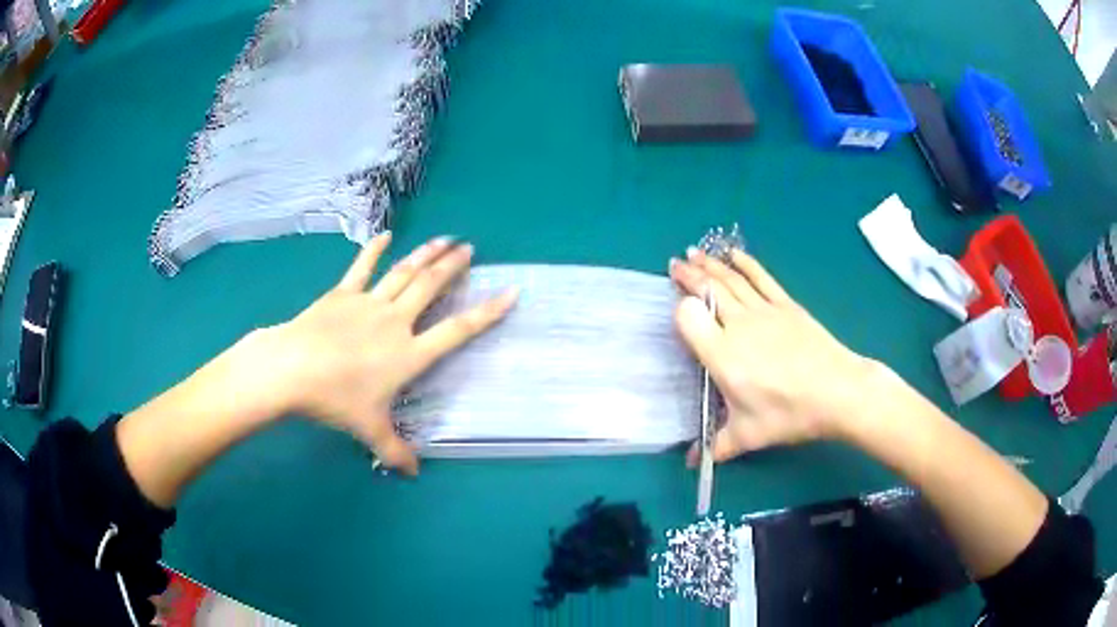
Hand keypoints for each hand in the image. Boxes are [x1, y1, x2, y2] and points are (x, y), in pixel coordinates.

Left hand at [266, 232, 517, 473]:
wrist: (293, 369)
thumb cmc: (336, 399)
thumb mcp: (369, 430)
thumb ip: (394, 451)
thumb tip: (413, 474)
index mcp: (408, 354)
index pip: (456, 330)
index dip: (486, 312)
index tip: (510, 292)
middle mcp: (395, 322)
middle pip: (430, 288)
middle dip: (452, 267)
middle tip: (470, 248)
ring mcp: (368, 303)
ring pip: (403, 273)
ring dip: (425, 254)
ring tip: (444, 238)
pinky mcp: (342, 294)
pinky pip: (362, 268)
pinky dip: (374, 250)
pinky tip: (385, 235)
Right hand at [669, 247, 878, 463]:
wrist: (837, 392)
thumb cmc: (788, 414)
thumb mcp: (748, 436)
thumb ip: (716, 446)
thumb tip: (692, 464)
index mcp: (723, 355)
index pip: (689, 318)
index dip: (680, 309)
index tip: (677, 309)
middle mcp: (738, 325)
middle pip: (708, 290)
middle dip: (689, 275)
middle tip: (675, 263)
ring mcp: (764, 311)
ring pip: (731, 280)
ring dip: (711, 264)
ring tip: (695, 253)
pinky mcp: (786, 305)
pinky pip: (761, 278)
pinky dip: (745, 264)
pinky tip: (734, 254)